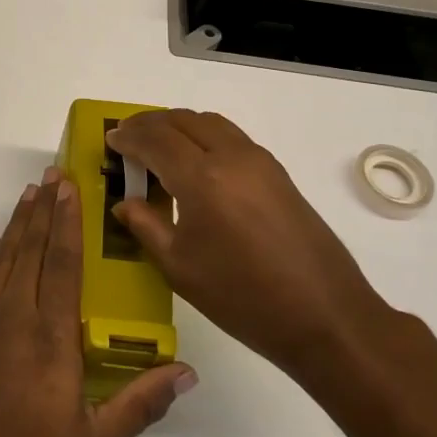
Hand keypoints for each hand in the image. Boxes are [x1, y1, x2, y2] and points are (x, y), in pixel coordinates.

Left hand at [0, 170, 195, 436]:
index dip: (68, 221)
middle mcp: (13, 313)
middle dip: (45, 208)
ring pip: (4, 255)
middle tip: (54, 173)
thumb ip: (139, 405)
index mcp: (50, 336)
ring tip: (31, 192)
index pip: (64, 263)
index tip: (70, 188)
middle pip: (32, 248)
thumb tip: (187, 372)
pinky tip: (3, 242)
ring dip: (19, 222)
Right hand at [109, 110, 392, 376]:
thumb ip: (146, 226)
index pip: (155, 139)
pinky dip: (204, 136)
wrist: (325, 316)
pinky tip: (195, 164)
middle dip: (150, 124)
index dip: (128, 137)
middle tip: (128, 139)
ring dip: (178, 126)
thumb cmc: (242, 297)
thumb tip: (124, 203)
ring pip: (210, 122)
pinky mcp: (278, 173)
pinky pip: (231, 137)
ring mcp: (260, 161)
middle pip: (183, 120)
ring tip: (158, 146)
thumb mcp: (180, 267)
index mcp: (202, 178)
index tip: (110, 141)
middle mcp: (231, 156)